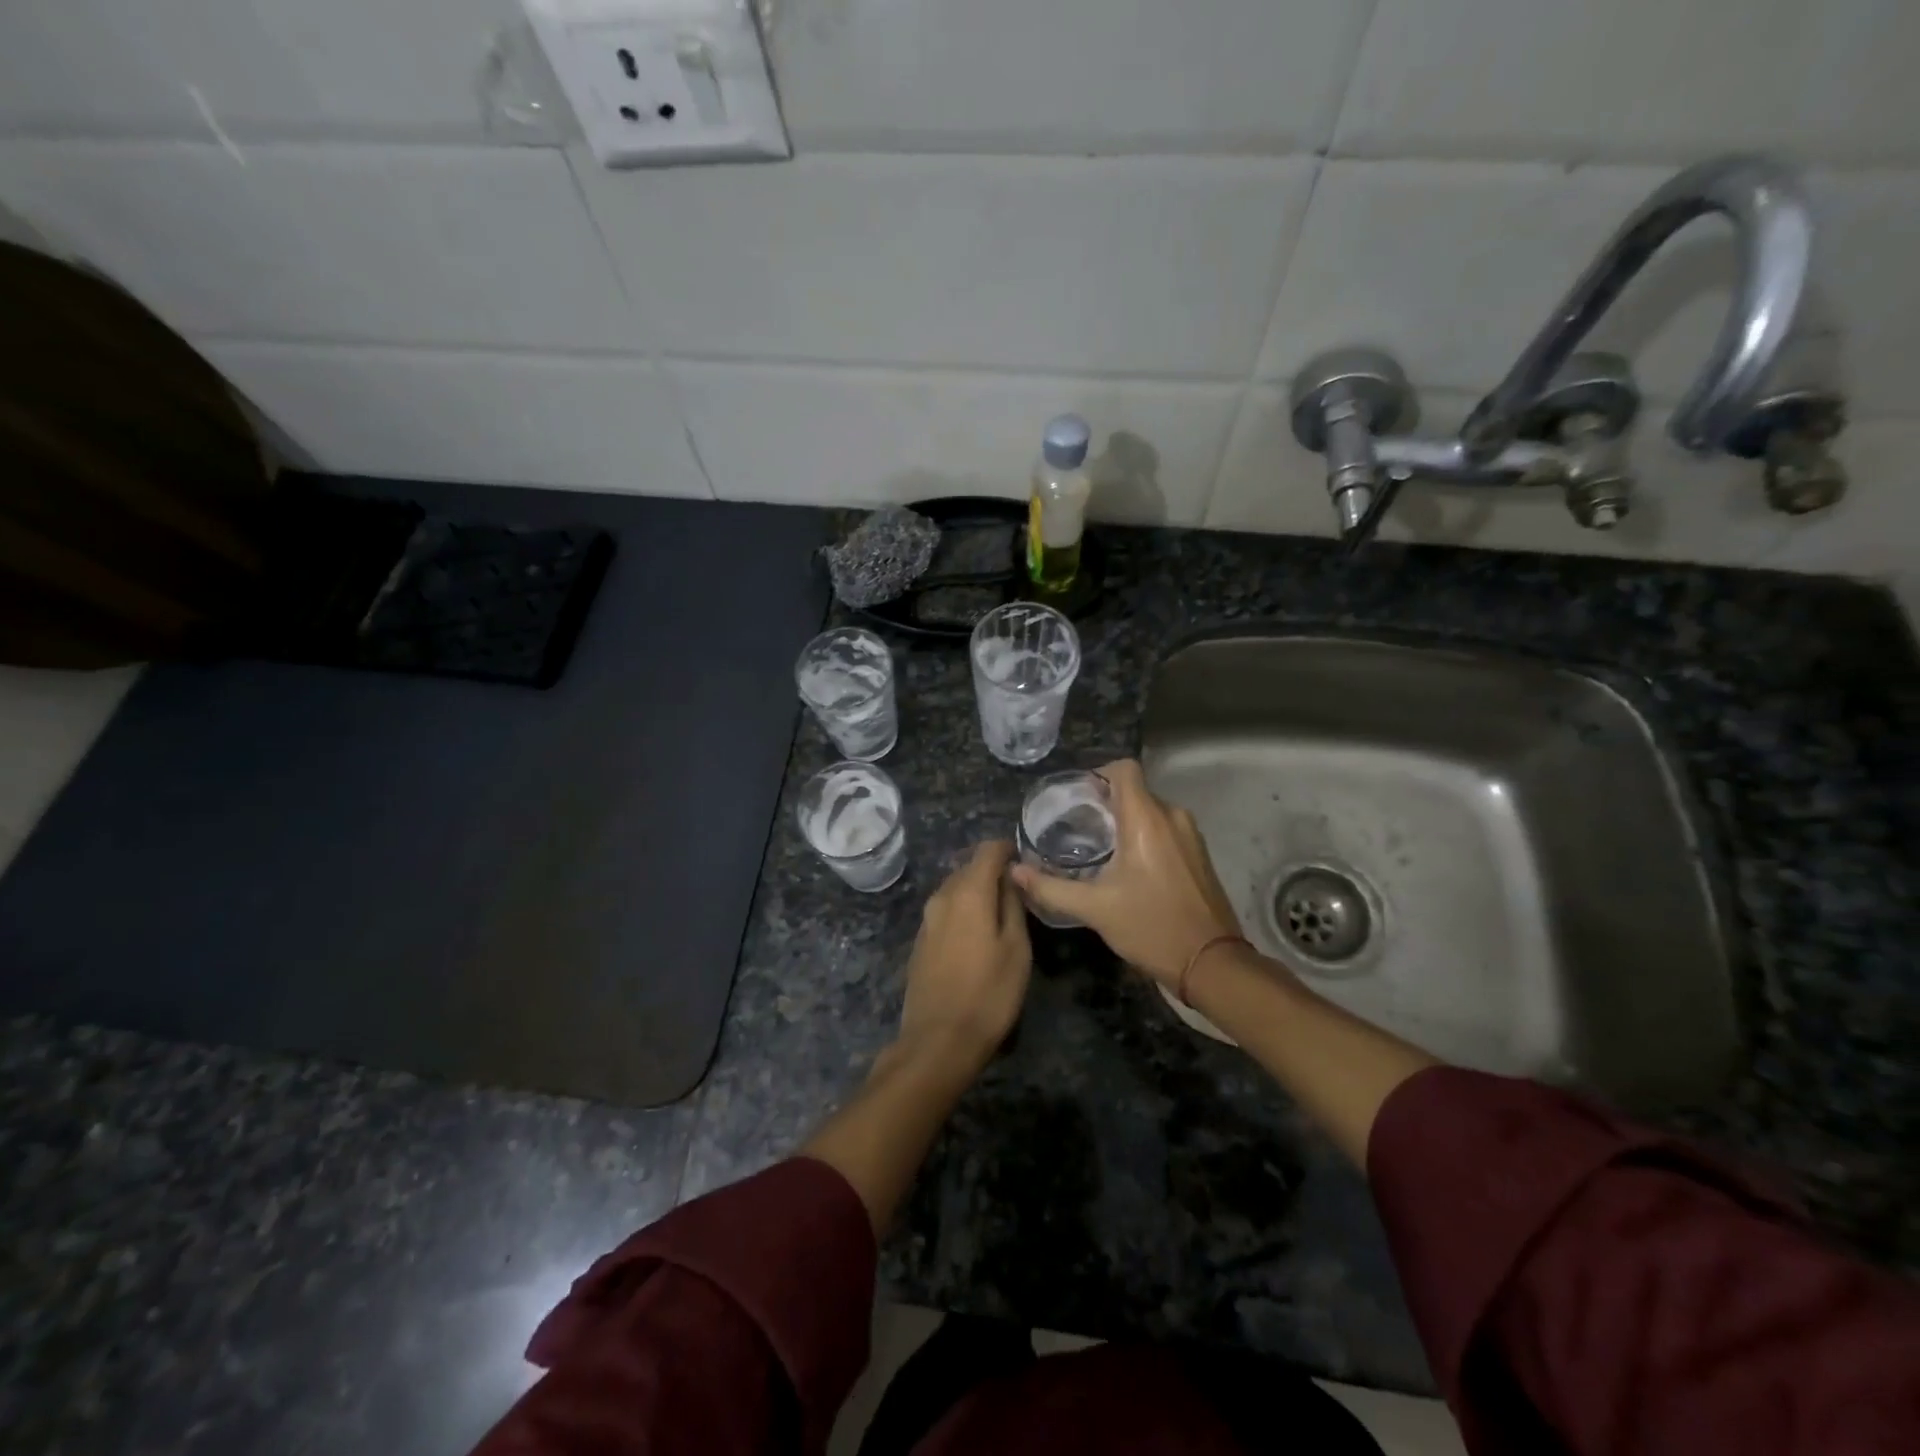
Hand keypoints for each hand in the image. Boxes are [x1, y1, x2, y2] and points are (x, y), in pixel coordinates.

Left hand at [896, 840, 1031, 1068]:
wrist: (938, 1041)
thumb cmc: (988, 994)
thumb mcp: (1017, 949)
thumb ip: (1013, 905)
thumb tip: (1011, 876)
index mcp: (968, 892)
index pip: (987, 850)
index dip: (1008, 849)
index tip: (1027, 860)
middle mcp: (941, 897)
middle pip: (969, 868)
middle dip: (993, 871)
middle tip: (1019, 890)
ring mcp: (926, 919)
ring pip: (955, 889)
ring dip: (977, 891)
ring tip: (1002, 912)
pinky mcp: (920, 941)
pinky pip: (945, 911)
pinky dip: (963, 910)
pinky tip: (977, 933)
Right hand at [1011, 759, 1241, 988]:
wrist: (1211, 963)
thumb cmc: (1150, 927)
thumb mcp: (1094, 909)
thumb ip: (1050, 887)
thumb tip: (1014, 871)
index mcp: (1146, 819)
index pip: (1124, 769)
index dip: (1098, 774)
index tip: (1077, 798)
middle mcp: (1172, 816)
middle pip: (1135, 790)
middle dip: (1106, 803)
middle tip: (1077, 828)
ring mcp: (1190, 835)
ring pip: (1151, 810)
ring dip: (1125, 821)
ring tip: (1098, 848)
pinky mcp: (1199, 854)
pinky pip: (1166, 828)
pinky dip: (1145, 836)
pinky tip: (1128, 867)